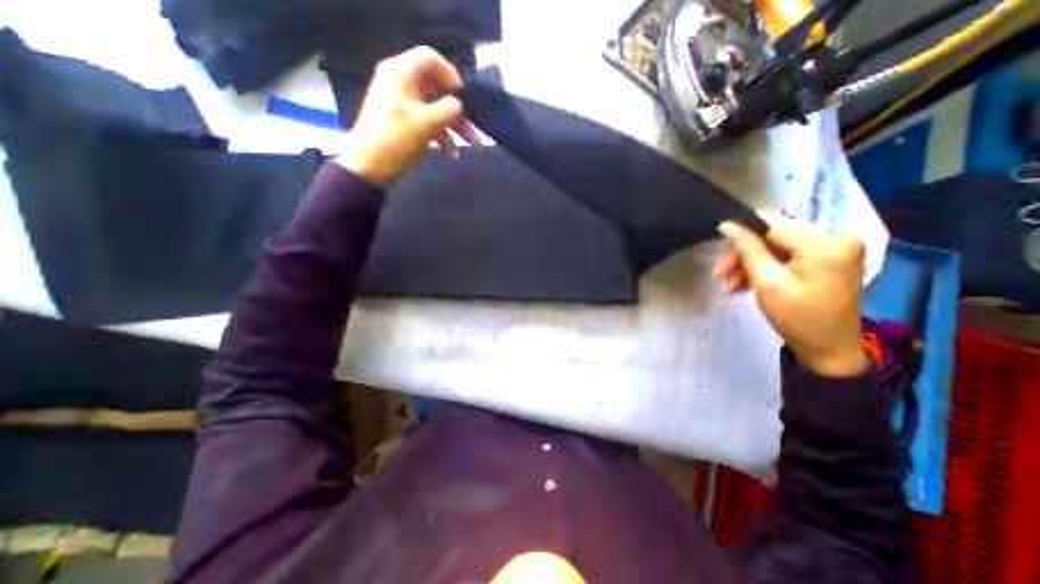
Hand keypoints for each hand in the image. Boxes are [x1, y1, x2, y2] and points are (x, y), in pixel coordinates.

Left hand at [333, 46, 479, 185]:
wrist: (369, 166)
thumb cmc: (396, 139)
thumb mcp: (427, 123)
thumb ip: (449, 110)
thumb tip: (460, 106)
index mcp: (402, 73)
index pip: (431, 58)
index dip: (451, 75)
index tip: (465, 96)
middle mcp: (402, 84)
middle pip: (437, 88)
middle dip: (459, 110)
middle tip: (475, 125)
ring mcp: (403, 105)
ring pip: (436, 109)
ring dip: (456, 127)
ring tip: (473, 145)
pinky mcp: (405, 123)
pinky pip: (429, 123)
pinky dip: (443, 136)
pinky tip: (453, 153)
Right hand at [716, 216, 871, 375]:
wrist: (828, 350)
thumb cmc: (797, 319)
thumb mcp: (767, 283)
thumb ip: (748, 250)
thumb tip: (727, 225)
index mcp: (825, 244)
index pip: (773, 224)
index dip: (742, 230)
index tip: (717, 242)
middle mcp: (835, 239)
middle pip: (774, 235)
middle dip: (743, 254)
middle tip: (720, 274)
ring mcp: (833, 249)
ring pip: (775, 246)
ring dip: (749, 263)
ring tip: (730, 285)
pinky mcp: (827, 260)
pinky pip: (786, 255)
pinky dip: (764, 267)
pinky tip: (745, 283)